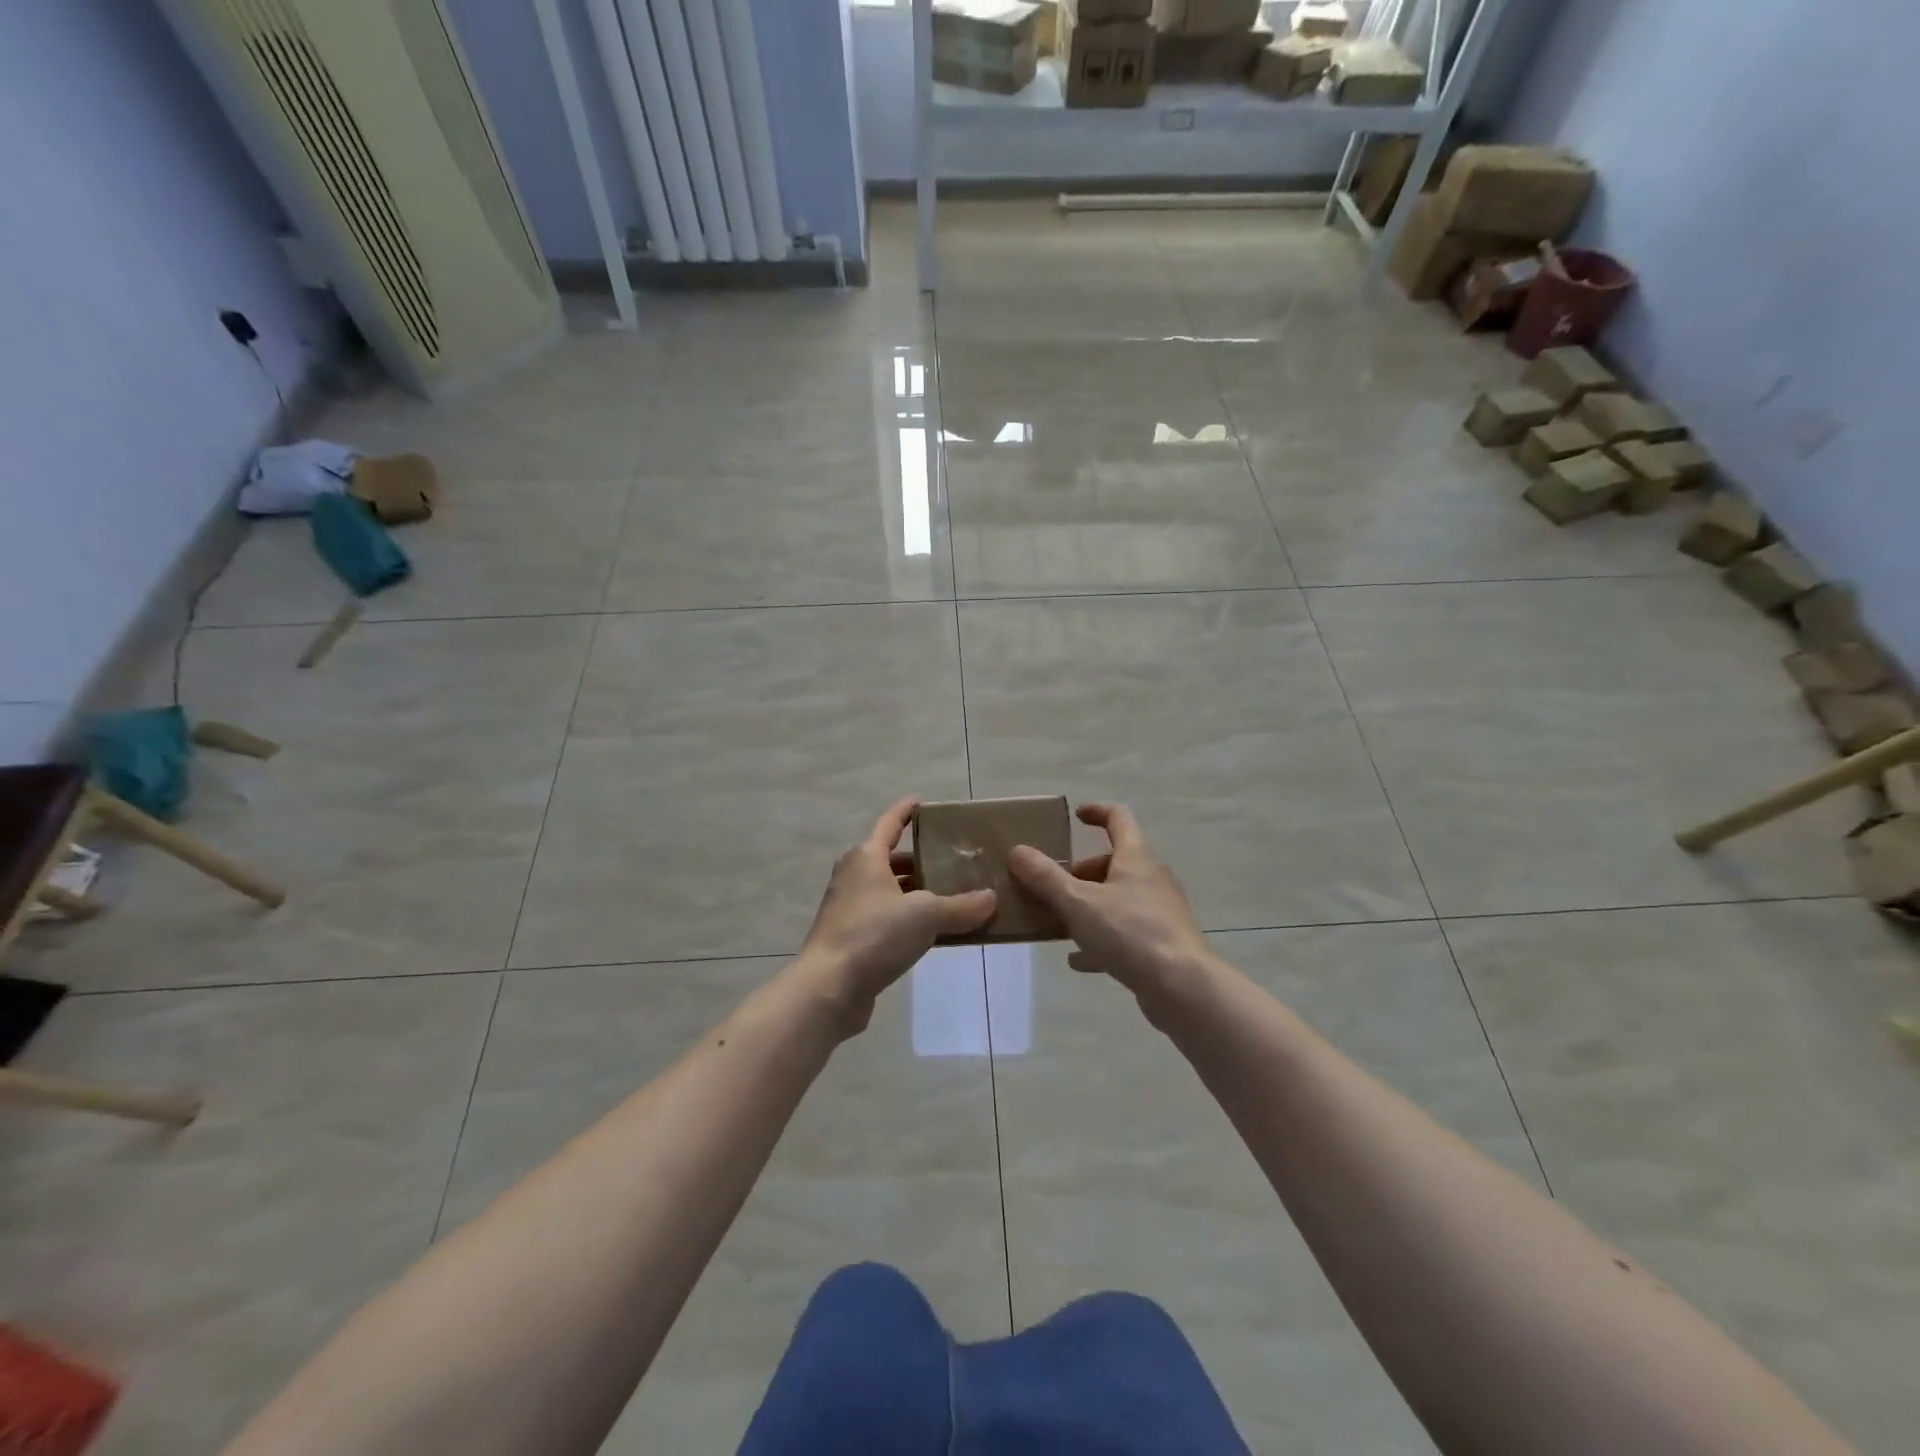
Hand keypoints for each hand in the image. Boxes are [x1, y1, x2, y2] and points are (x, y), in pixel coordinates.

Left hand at [796, 797, 996, 1034]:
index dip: (906, 811)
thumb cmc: (874, 935)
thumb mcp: (926, 916)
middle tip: (956, 862)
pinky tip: (932, 933)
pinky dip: (908, 919)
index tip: (922, 801)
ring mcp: (848, 908)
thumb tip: (991, 899)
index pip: (890, 823)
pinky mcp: (850, 938)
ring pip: (890, 891)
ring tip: (952, 898)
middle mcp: (853, 876)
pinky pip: (886, 918)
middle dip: (923, 861)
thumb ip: (961, 907)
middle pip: (893, 860)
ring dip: (917, 894)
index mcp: (866, 857)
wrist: (828, 988)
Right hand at [1008, 804, 1214, 1024]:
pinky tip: (1077, 959)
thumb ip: (1045, 877)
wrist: (1183, 988)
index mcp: (1136, 857)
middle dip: (1080, 871)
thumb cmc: (1131, 933)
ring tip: (1057, 921)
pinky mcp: (1160, 944)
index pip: (1118, 818)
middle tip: (1050, 887)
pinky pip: (1123, 933)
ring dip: (1087, 905)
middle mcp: (1151, 878)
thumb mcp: (1078, 903)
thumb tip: (1017, 850)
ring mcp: (1158, 913)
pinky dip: (1099, 939)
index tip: (1074, 816)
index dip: (1096, 812)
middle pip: (1113, 863)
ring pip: (1117, 899)